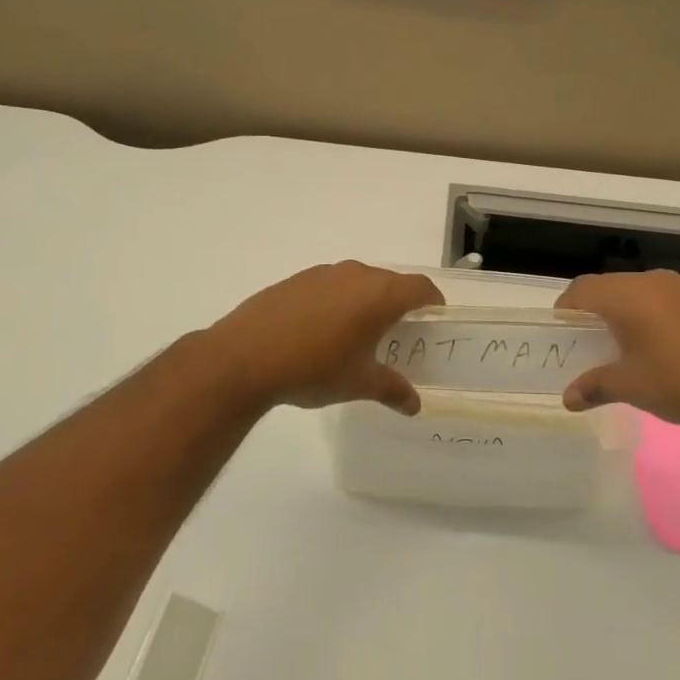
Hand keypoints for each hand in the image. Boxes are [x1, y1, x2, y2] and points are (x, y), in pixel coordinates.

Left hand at [206, 262, 444, 414]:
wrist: (244, 356)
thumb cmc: (314, 368)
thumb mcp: (359, 383)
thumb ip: (392, 390)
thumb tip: (414, 405)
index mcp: (379, 294)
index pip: (419, 287)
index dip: (432, 300)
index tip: (435, 317)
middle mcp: (355, 274)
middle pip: (389, 282)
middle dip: (399, 302)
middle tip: (399, 331)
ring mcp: (322, 274)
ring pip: (357, 281)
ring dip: (365, 300)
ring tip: (359, 332)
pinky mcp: (295, 280)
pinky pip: (329, 285)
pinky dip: (337, 301)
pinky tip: (322, 330)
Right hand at [556, 271, 679, 434]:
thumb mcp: (633, 387)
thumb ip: (596, 386)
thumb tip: (568, 397)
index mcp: (629, 295)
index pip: (582, 289)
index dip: (566, 309)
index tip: (563, 334)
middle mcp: (655, 281)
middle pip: (612, 287)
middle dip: (597, 314)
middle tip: (593, 347)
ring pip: (643, 293)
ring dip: (629, 314)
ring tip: (632, 350)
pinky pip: (670, 300)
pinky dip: (657, 317)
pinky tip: (671, 349)